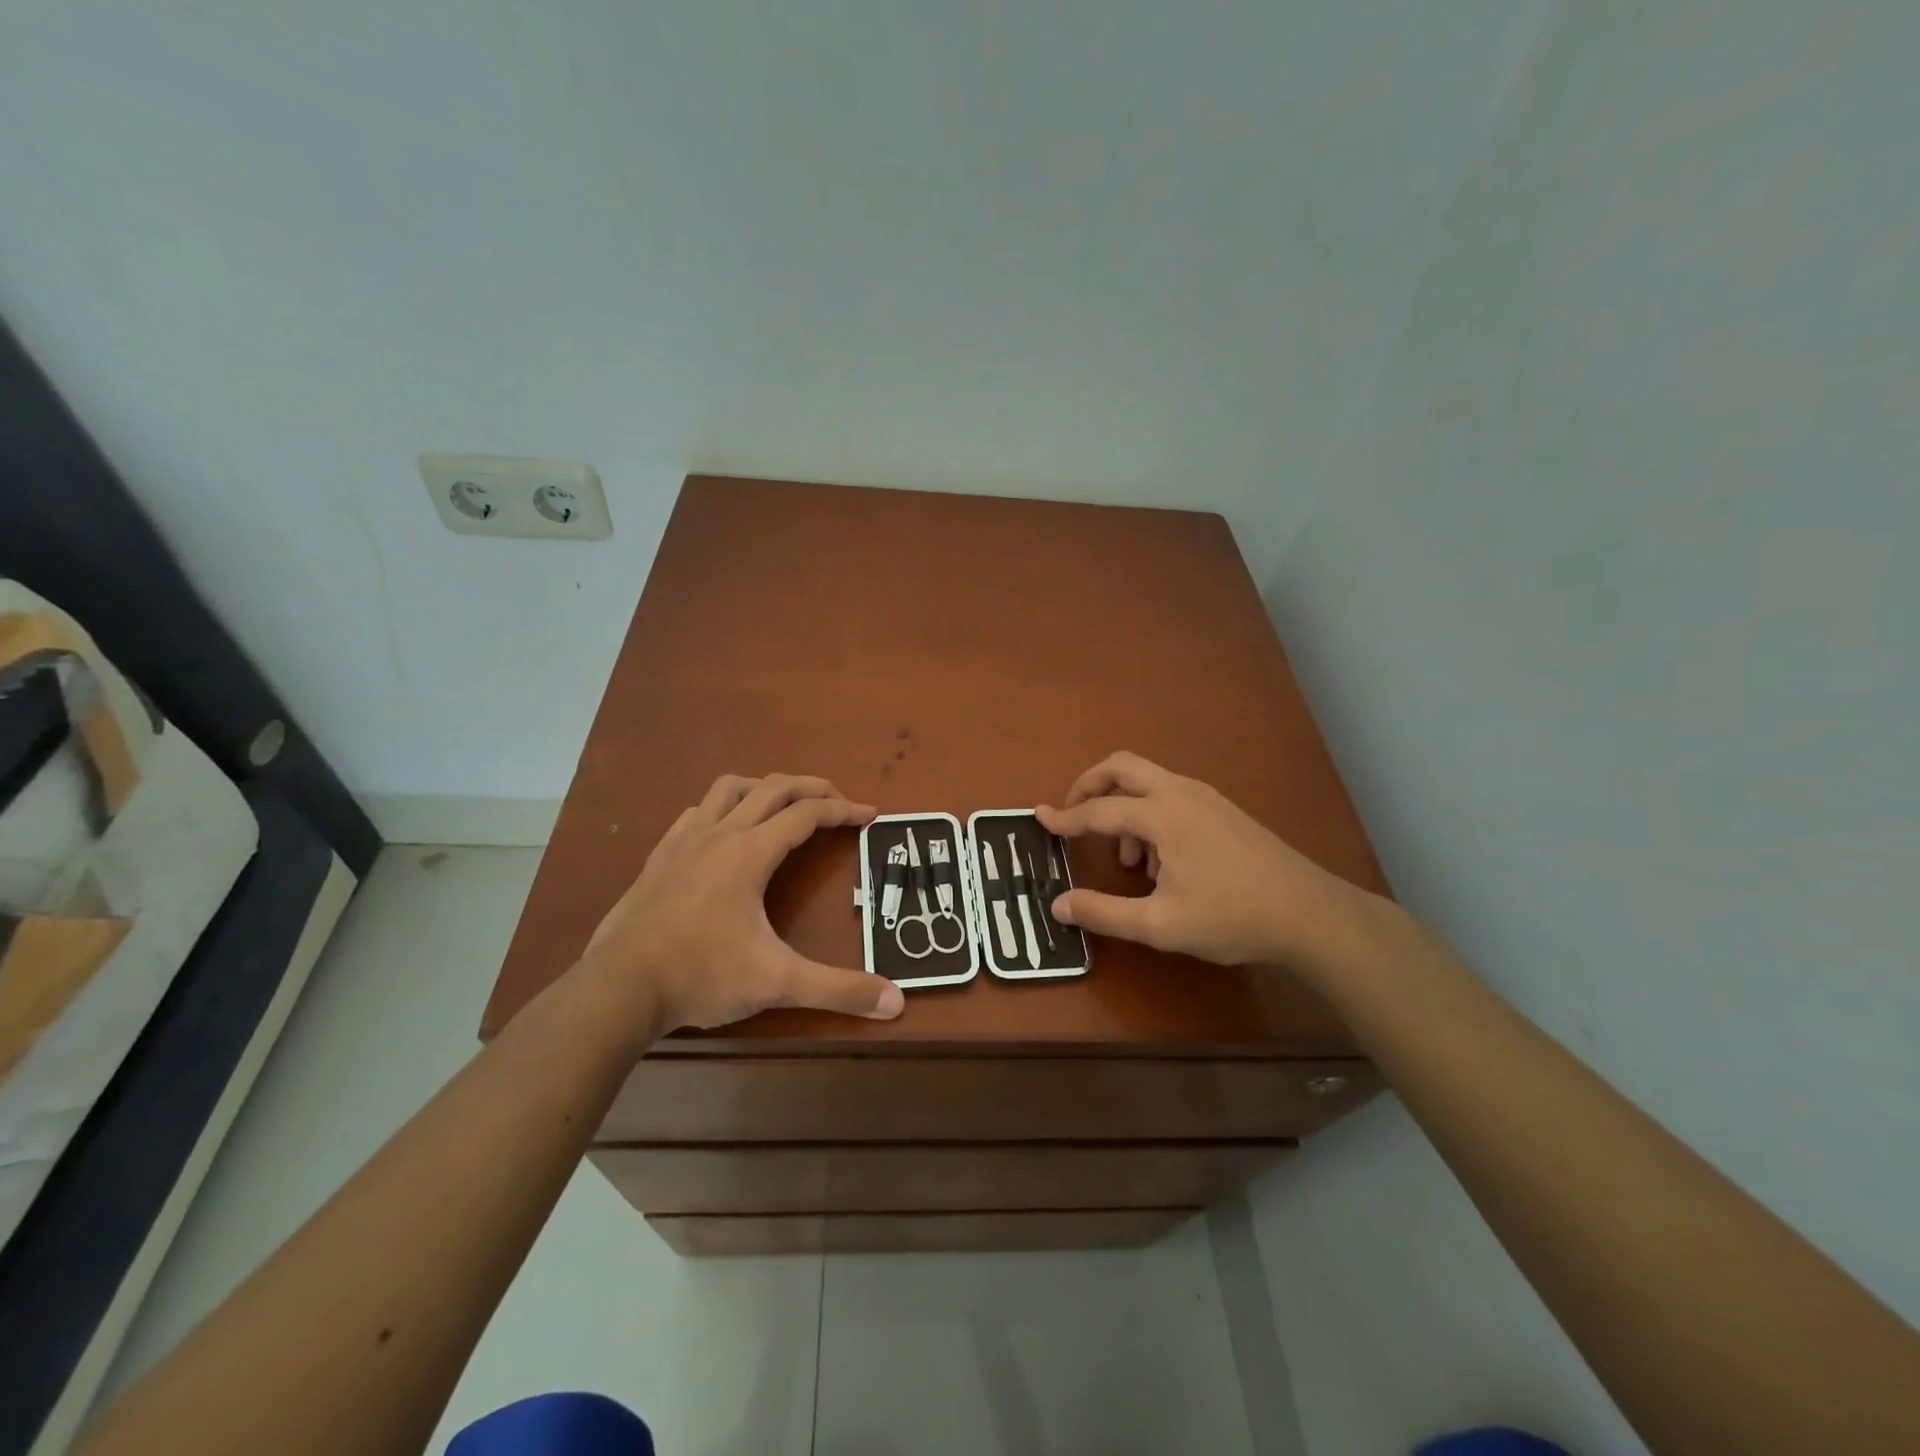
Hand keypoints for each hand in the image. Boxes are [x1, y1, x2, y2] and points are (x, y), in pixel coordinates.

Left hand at [583, 774, 904, 1031]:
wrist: (617, 988)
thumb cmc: (701, 976)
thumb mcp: (777, 983)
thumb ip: (838, 990)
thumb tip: (896, 1004)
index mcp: (751, 852)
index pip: (807, 814)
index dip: (844, 810)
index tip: (870, 815)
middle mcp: (720, 834)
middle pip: (774, 788)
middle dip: (812, 787)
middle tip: (838, 801)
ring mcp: (685, 841)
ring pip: (730, 788)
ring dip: (765, 787)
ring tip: (785, 804)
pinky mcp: (660, 856)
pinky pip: (697, 812)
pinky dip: (723, 807)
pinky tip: (724, 830)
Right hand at [1036, 752, 1378, 970]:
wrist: (1309, 914)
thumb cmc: (1231, 917)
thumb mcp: (1160, 925)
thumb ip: (1104, 913)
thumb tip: (1057, 905)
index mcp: (1162, 815)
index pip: (1099, 810)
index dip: (1065, 818)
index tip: (1039, 819)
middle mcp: (1180, 793)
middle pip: (1122, 766)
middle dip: (1090, 785)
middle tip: (1073, 815)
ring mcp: (1205, 797)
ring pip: (1148, 781)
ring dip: (1124, 806)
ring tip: (1130, 862)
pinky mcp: (1222, 810)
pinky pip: (1171, 796)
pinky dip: (1150, 815)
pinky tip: (1163, 864)